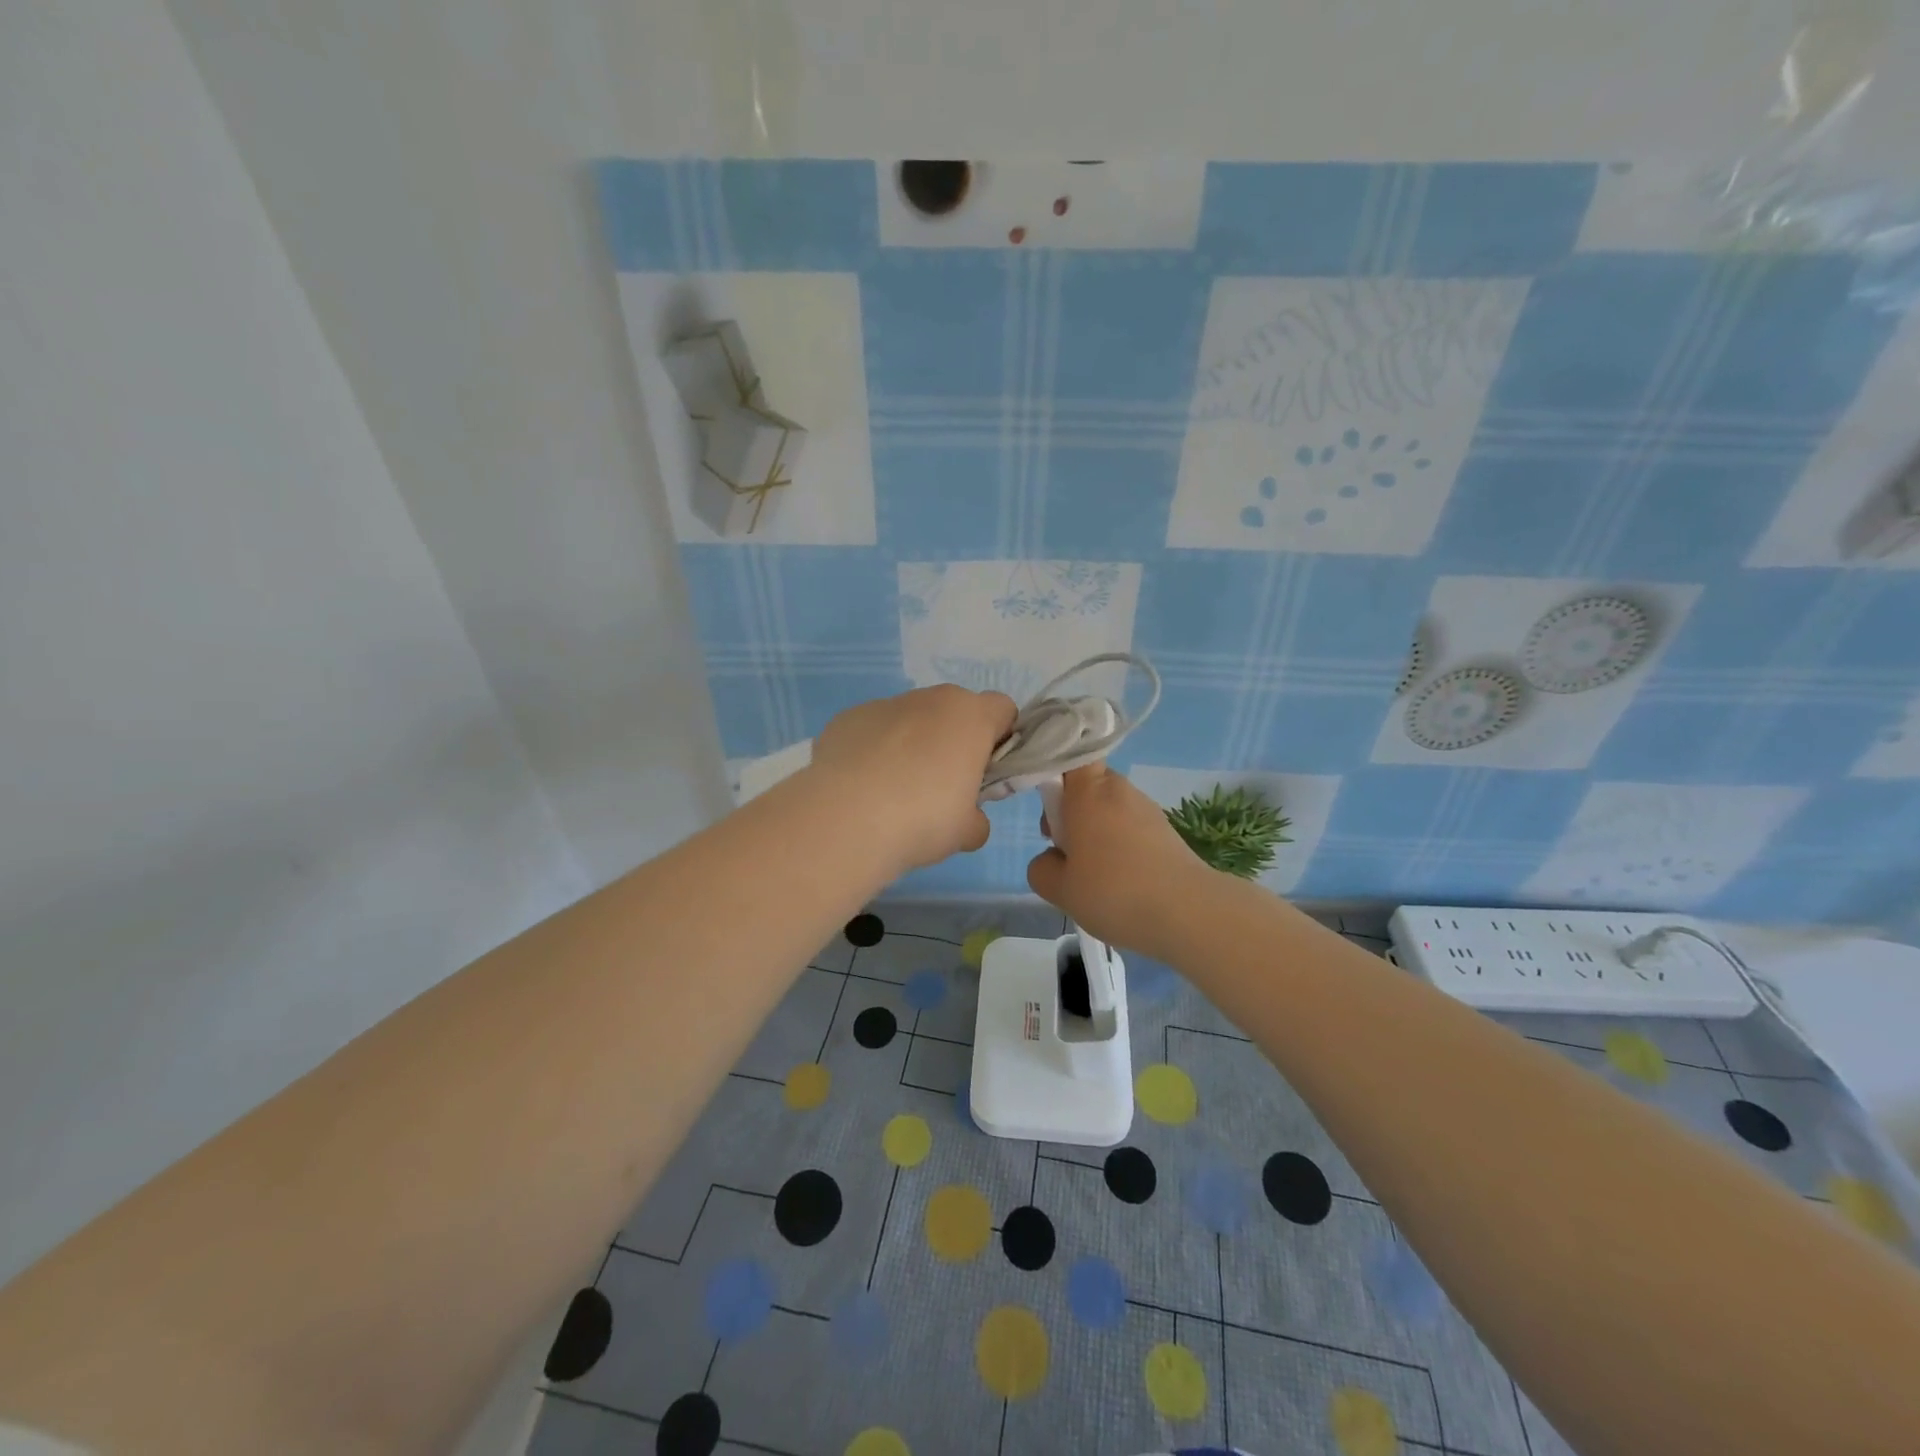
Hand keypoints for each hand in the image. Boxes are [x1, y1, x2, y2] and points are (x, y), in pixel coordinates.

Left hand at [809, 685, 1017, 873]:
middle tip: (943, 788)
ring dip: (911, 745)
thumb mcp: (967, 831)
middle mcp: (929, 699)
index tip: (987, 773)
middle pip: (953, 712)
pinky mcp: (847, 718)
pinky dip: (873, 752)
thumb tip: (968, 819)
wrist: (846, 819)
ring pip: (910, 720)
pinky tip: (862, 788)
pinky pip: (872, 732)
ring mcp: (884, 705)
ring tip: (894, 793)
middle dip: (953, 742)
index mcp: (970, 717)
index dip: (1000, 739)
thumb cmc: (923, 819)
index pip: (1003, 710)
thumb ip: (977, 818)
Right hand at [1027, 763, 1221, 961]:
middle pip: (1088, 785)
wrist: (1189, 912)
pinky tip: (1122, 882)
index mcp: (1088, 791)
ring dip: (1097, 831)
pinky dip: (1122, 846)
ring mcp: (1148, 809)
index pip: (1070, 756)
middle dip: (1073, 811)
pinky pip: (1132, 828)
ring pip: (1110, 809)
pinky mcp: (1168, 831)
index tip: (1049, 808)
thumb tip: (1052, 859)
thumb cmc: (1114, 891)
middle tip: (1065, 849)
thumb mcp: (1059, 888)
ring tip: (1095, 875)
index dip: (1055, 773)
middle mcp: (1119, 789)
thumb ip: (1041, 868)